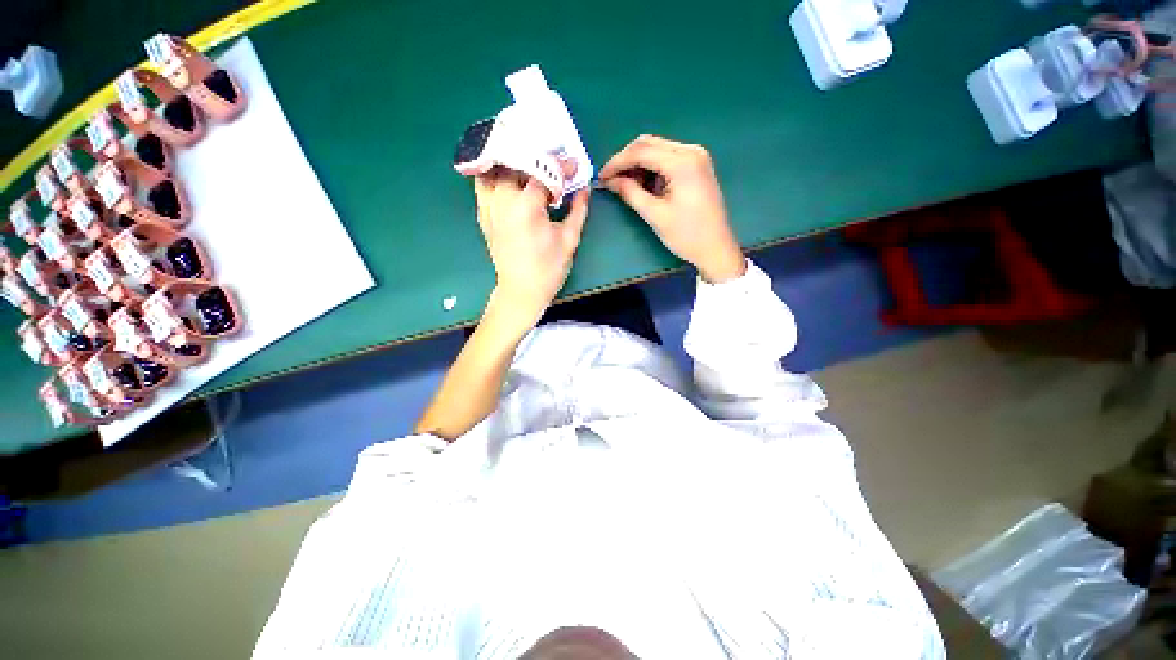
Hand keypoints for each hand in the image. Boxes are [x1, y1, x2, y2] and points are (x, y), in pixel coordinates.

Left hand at [474, 169, 589, 329]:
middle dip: (537, 158)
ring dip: (513, 161)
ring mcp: (489, 206)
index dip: (561, 166)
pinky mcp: (483, 214)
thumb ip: (578, 210)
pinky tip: (508, 175)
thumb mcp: (569, 239)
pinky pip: (483, 184)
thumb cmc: (548, 269)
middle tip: (553, 160)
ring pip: (495, 168)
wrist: (521, 290)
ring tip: (529, 162)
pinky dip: (494, 174)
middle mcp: (503, 200)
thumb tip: (584, 188)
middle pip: (516, 162)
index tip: (573, 165)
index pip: (544, 172)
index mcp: (526, 206)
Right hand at [599, 135, 745, 282]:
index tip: (602, 177)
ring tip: (626, 186)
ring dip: (639, 164)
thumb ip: (631, 193)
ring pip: (657, 150)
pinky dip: (652, 169)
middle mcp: (691, 151)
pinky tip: (644, 185)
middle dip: (627, 160)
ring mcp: (696, 157)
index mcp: (683, 162)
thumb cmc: (686, 235)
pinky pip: (667, 159)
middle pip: (649, 144)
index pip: (641, 151)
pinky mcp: (697, 166)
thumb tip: (611, 181)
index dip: (617, 162)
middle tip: (611, 180)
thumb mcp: (655, 215)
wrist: (716, 248)